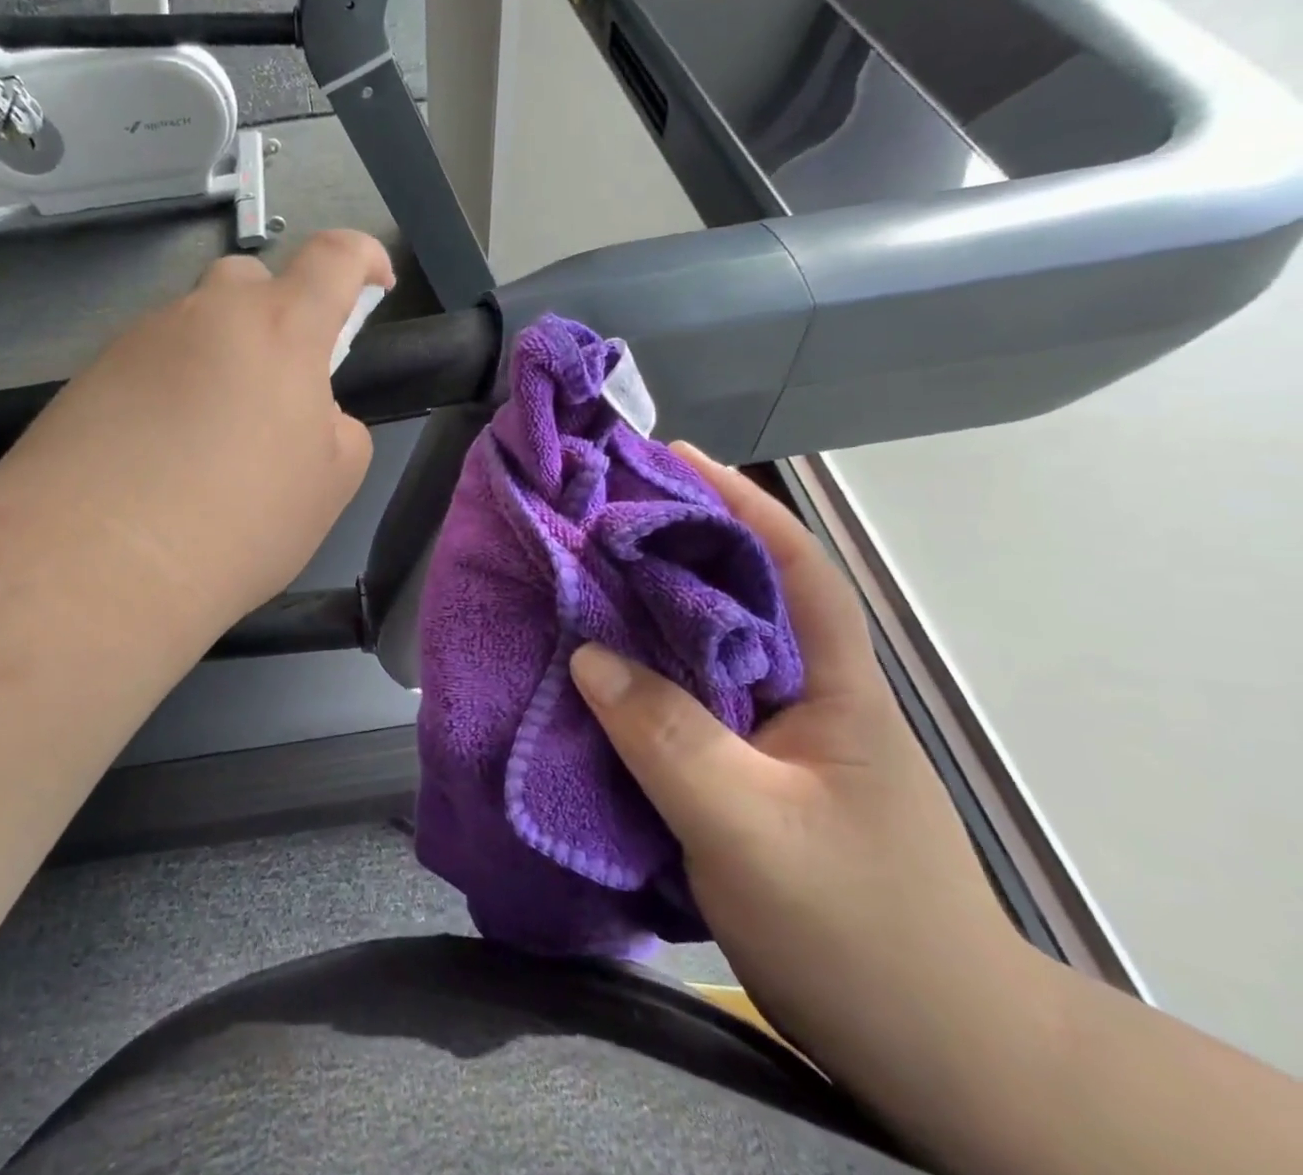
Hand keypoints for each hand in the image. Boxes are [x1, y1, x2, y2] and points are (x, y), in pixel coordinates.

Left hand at [0, 229, 395, 640]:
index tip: (375, 281)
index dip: (363, 257)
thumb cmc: (240, 522)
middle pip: (249, 281)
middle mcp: (205, 316)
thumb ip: (337, 427)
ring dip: (217, 361)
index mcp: (279, 330)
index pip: (333, 258)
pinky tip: (159, 455)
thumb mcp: (330, 482)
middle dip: (276, 314)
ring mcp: (139, 341)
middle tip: (276, 384)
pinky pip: (148, 365)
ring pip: (194, 327)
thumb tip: (310, 411)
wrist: (98, 564)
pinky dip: (169, 391)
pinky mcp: (90, 376)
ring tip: (209, 441)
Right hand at [569, 444, 1038, 1104]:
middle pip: (735, 593)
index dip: (736, 501)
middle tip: (595, 510)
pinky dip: (638, 670)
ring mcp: (774, 732)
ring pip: (701, 646)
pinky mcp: (744, 769)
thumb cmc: (858, 930)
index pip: (791, 564)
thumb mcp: (752, 829)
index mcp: (831, 683)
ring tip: (578, 572)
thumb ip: (668, 737)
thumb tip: (585, 654)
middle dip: (671, 542)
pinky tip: (592, 665)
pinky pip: (681, 697)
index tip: (669, 457)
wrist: (929, 1050)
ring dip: (645, 606)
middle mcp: (802, 691)